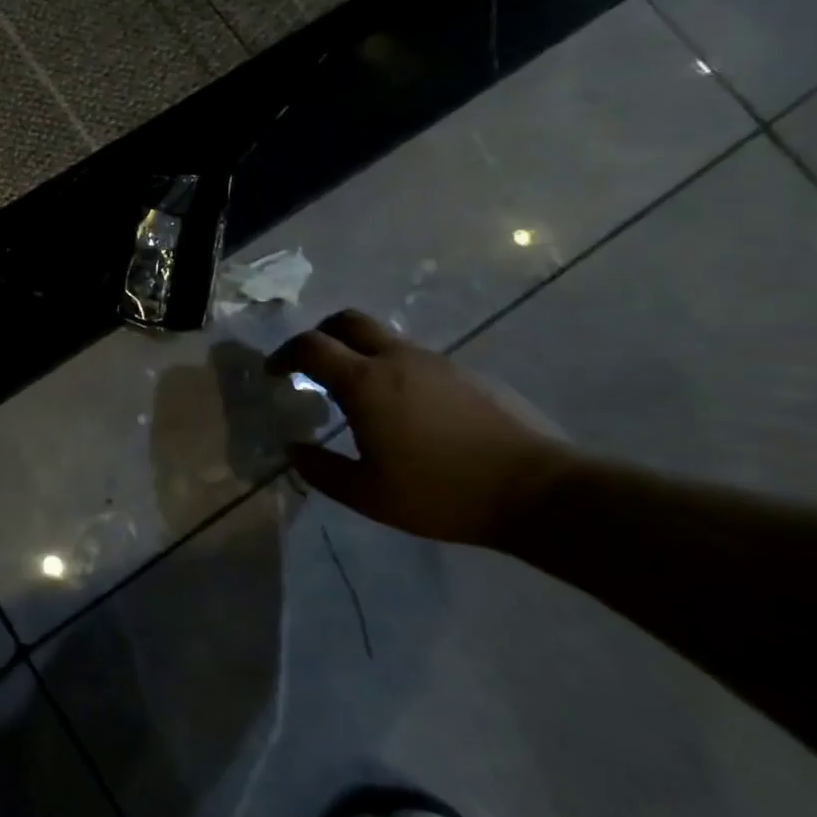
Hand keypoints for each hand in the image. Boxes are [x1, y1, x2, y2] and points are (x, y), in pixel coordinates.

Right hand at [266, 311, 576, 546]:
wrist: (542, 493)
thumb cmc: (442, 493)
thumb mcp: (367, 494)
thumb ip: (321, 469)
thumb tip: (294, 449)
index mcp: (365, 382)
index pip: (310, 347)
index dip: (283, 355)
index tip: (274, 374)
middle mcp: (397, 359)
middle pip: (347, 321)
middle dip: (320, 335)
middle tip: (311, 365)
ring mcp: (437, 363)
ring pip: (384, 338)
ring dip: (359, 354)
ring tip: (358, 394)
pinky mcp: (468, 375)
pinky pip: (416, 359)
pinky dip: (394, 370)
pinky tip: (405, 412)